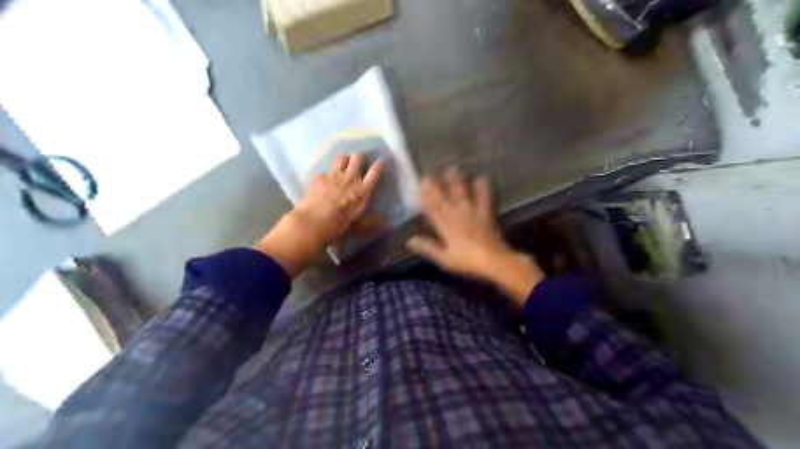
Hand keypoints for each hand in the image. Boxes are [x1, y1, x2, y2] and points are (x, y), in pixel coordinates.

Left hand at [255, 157, 382, 278]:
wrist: (313, 222)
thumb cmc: (338, 226)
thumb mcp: (358, 223)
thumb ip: (368, 218)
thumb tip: (384, 223)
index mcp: (362, 191)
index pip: (375, 173)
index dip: (378, 166)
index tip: (378, 164)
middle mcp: (350, 179)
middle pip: (358, 158)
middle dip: (360, 158)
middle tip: (359, 162)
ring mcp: (334, 176)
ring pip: (342, 157)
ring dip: (344, 160)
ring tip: (343, 165)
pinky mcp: (319, 177)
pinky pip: (325, 171)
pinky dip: (326, 176)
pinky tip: (323, 183)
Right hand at [407, 169, 542, 303]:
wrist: (493, 261)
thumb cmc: (467, 261)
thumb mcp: (444, 258)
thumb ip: (428, 247)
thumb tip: (409, 240)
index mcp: (445, 227)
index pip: (432, 208)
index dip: (425, 195)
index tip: (419, 184)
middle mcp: (457, 215)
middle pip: (445, 197)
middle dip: (437, 184)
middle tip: (432, 171)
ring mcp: (472, 212)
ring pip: (462, 193)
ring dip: (457, 181)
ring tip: (453, 168)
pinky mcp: (486, 213)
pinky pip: (484, 198)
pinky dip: (483, 188)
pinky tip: (482, 177)